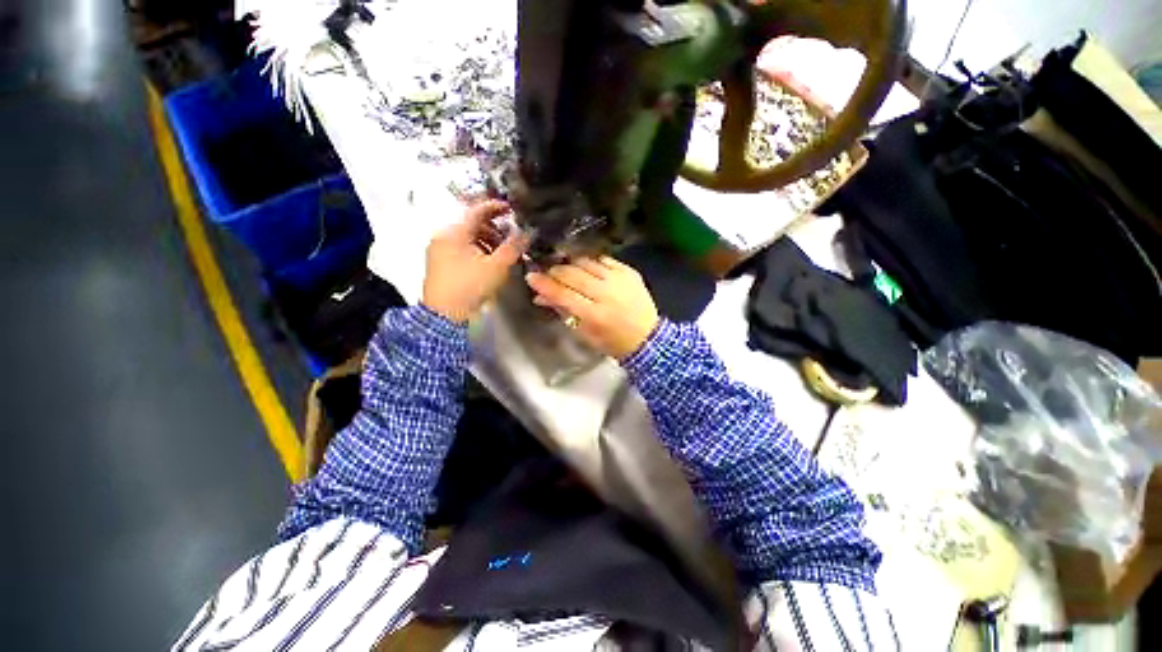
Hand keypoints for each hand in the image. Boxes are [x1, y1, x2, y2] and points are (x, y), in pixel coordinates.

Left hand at [423, 200, 525, 322]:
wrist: (445, 315)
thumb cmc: (470, 286)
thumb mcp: (496, 266)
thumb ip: (513, 247)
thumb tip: (526, 233)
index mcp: (454, 232)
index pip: (476, 211)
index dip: (495, 207)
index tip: (511, 208)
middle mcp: (443, 236)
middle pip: (471, 224)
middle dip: (493, 228)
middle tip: (510, 236)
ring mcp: (439, 250)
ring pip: (467, 237)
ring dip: (486, 241)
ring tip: (502, 252)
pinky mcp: (440, 263)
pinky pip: (461, 248)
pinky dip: (477, 250)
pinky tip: (488, 262)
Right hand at [526, 257, 659, 359]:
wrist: (648, 338)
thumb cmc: (612, 342)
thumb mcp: (584, 334)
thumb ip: (563, 312)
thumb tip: (541, 297)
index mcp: (595, 315)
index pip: (562, 294)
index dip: (544, 284)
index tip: (531, 276)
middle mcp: (607, 293)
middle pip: (573, 274)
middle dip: (555, 270)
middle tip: (546, 271)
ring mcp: (620, 280)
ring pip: (587, 262)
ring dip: (571, 263)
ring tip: (564, 266)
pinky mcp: (629, 272)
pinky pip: (604, 259)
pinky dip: (591, 261)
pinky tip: (585, 265)